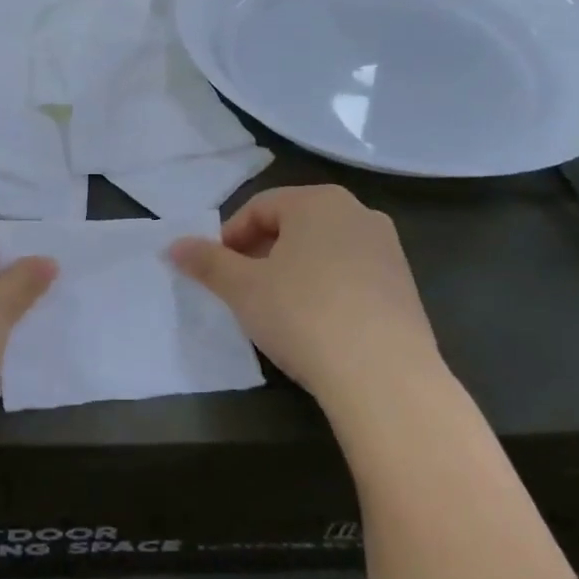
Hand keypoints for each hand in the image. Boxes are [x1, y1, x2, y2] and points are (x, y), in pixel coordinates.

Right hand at [169, 186, 444, 429]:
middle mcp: (358, 213)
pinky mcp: (405, 286)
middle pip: (294, 225)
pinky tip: (315, 325)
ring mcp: (387, 249)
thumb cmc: (303, 315)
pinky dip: (325, 289)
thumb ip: (206, 262)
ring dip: (293, 271)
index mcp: (319, 201)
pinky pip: (351, 275)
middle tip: (241, 290)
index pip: (259, 208)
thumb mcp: (242, 288)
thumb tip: (172, 245)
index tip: (216, 272)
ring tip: (276, 309)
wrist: (383, 377)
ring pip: (323, 250)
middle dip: (261, 253)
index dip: (229, 238)